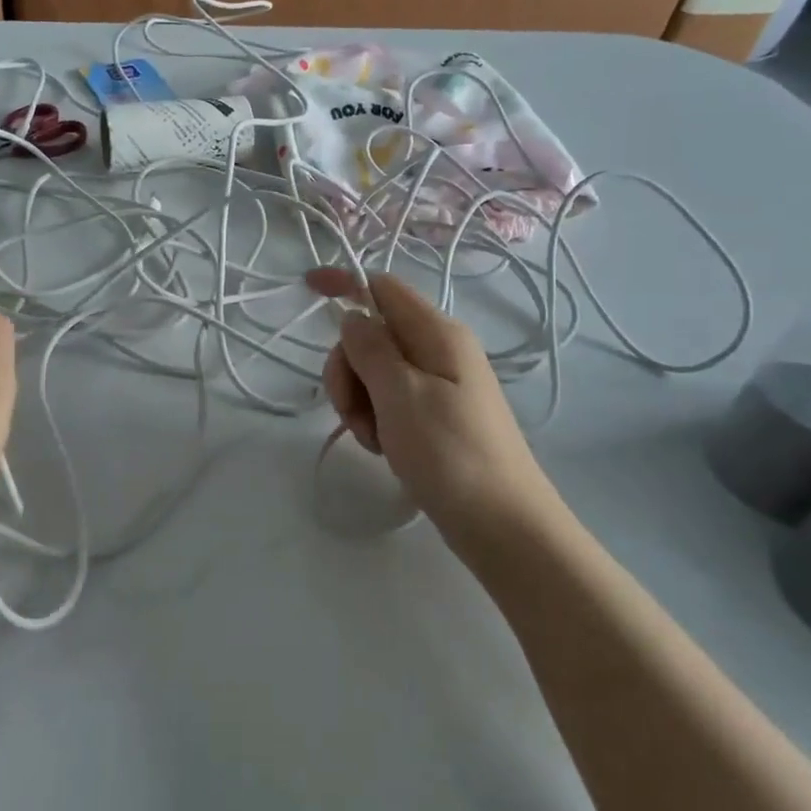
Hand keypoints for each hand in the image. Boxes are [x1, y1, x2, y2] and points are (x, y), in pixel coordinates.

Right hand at [308, 269, 563, 549]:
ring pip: (374, 370)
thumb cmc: (450, 454)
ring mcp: (438, 383)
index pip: (382, 287)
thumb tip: (353, 314)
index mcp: (437, 333)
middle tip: (354, 410)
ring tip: (373, 437)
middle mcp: (439, 349)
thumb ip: (370, 347)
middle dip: (348, 367)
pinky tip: (384, 447)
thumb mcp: (401, 394)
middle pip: (371, 334)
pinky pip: (389, 399)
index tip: (307, 289)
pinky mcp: (435, 413)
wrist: (503, 526)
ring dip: (359, 400)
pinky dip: (375, 418)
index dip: (345, 284)